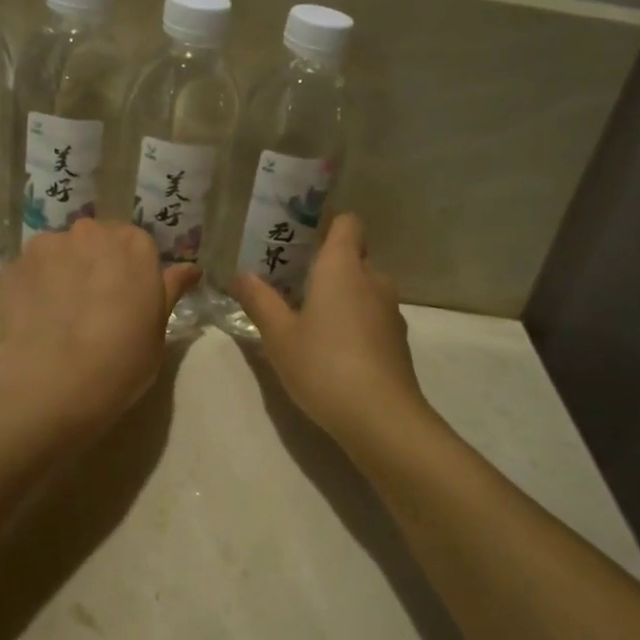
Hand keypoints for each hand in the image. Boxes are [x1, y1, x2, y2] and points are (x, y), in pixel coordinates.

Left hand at [0, 219, 196, 440]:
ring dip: (61, 272)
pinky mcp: (12, 267)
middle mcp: (90, 232)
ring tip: (59, 315)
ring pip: (58, 253)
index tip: (127, 299)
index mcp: (134, 244)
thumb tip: (191, 269)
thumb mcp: (159, 328)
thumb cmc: (123, 357)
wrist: (56, 379)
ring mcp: (47, 246)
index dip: (130, 273)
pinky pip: (29, 272)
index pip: (136, 245)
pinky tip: (36, 321)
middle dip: (95, 264)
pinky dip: (33, 288)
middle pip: (95, 241)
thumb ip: (170, 290)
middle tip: (94, 306)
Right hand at [229, 214, 430, 451]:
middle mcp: (373, 279)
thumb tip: (240, 275)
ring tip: (309, 322)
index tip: (299, 244)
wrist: (381, 417)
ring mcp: (391, 311)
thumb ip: (259, 301)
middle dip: (326, 267)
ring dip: (341, 297)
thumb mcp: (279, 335)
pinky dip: (355, 322)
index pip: (347, 222)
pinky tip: (333, 352)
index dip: (326, 226)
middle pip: (353, 256)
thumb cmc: (323, 364)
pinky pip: (372, 316)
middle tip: (291, 287)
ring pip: (363, 289)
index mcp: (343, 266)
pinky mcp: (398, 341)